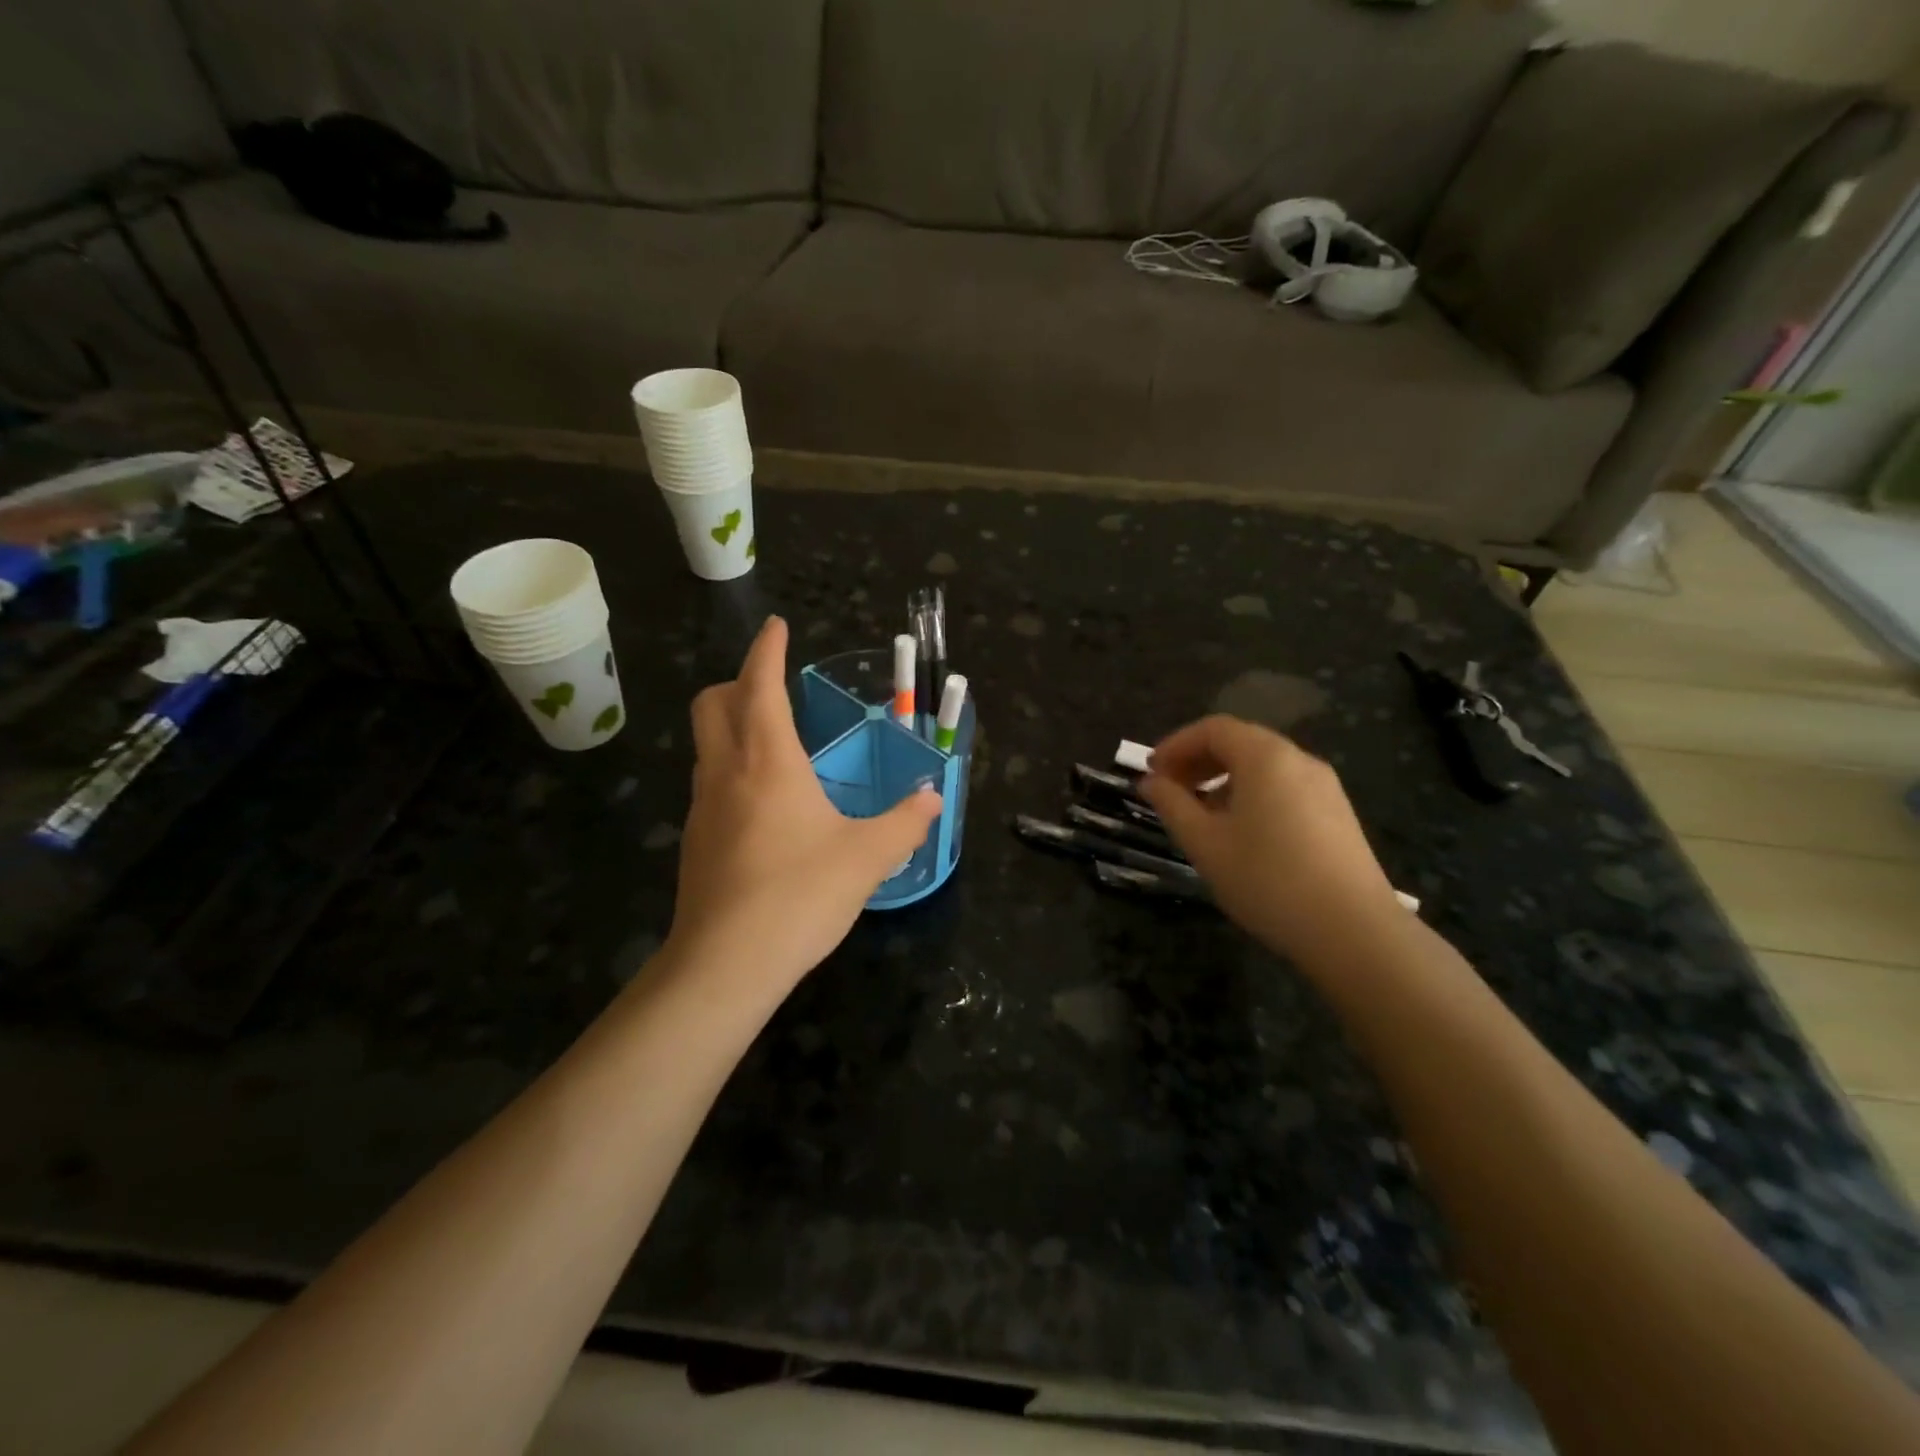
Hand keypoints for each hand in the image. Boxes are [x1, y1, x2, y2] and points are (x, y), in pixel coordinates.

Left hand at [663, 618, 941, 1004]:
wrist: (726, 964)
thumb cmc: (800, 894)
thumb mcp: (868, 856)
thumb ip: (906, 822)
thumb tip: (934, 798)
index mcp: (768, 759)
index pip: (759, 684)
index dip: (767, 650)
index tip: (778, 627)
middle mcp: (726, 771)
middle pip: (712, 703)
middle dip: (738, 681)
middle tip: (772, 685)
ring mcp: (703, 807)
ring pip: (706, 744)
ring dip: (732, 725)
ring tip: (773, 740)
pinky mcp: (696, 841)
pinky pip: (710, 783)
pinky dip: (731, 768)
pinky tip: (763, 802)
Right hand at [1140, 716, 1399, 964]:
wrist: (1353, 931)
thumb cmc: (1267, 879)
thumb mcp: (1205, 843)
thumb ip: (1172, 804)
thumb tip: (1150, 782)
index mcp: (1266, 757)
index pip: (1213, 729)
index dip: (1176, 744)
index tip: (1151, 772)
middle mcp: (1299, 760)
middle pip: (1240, 742)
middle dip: (1198, 760)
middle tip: (1169, 790)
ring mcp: (1324, 787)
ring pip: (1263, 766)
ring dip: (1223, 779)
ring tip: (1200, 814)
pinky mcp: (1337, 814)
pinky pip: (1284, 787)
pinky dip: (1252, 794)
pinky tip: (1240, 833)